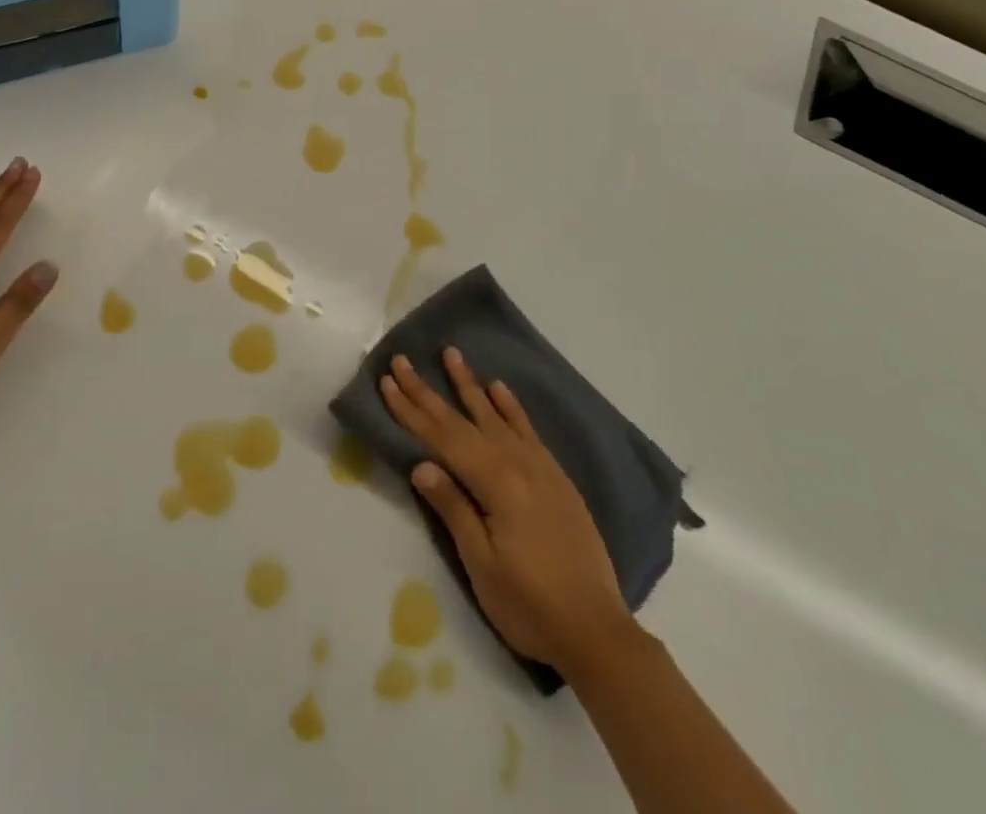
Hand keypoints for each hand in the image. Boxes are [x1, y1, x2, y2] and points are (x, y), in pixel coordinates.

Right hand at [381, 348, 636, 676]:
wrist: (598, 632)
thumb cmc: (530, 606)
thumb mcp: (482, 565)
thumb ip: (453, 509)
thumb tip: (421, 465)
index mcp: (496, 484)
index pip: (442, 438)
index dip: (411, 411)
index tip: (387, 381)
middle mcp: (517, 464)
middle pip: (463, 420)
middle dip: (428, 390)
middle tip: (402, 359)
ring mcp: (540, 468)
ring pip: (496, 415)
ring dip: (470, 385)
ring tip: (452, 354)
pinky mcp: (556, 479)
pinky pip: (528, 430)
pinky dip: (511, 407)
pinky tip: (499, 389)